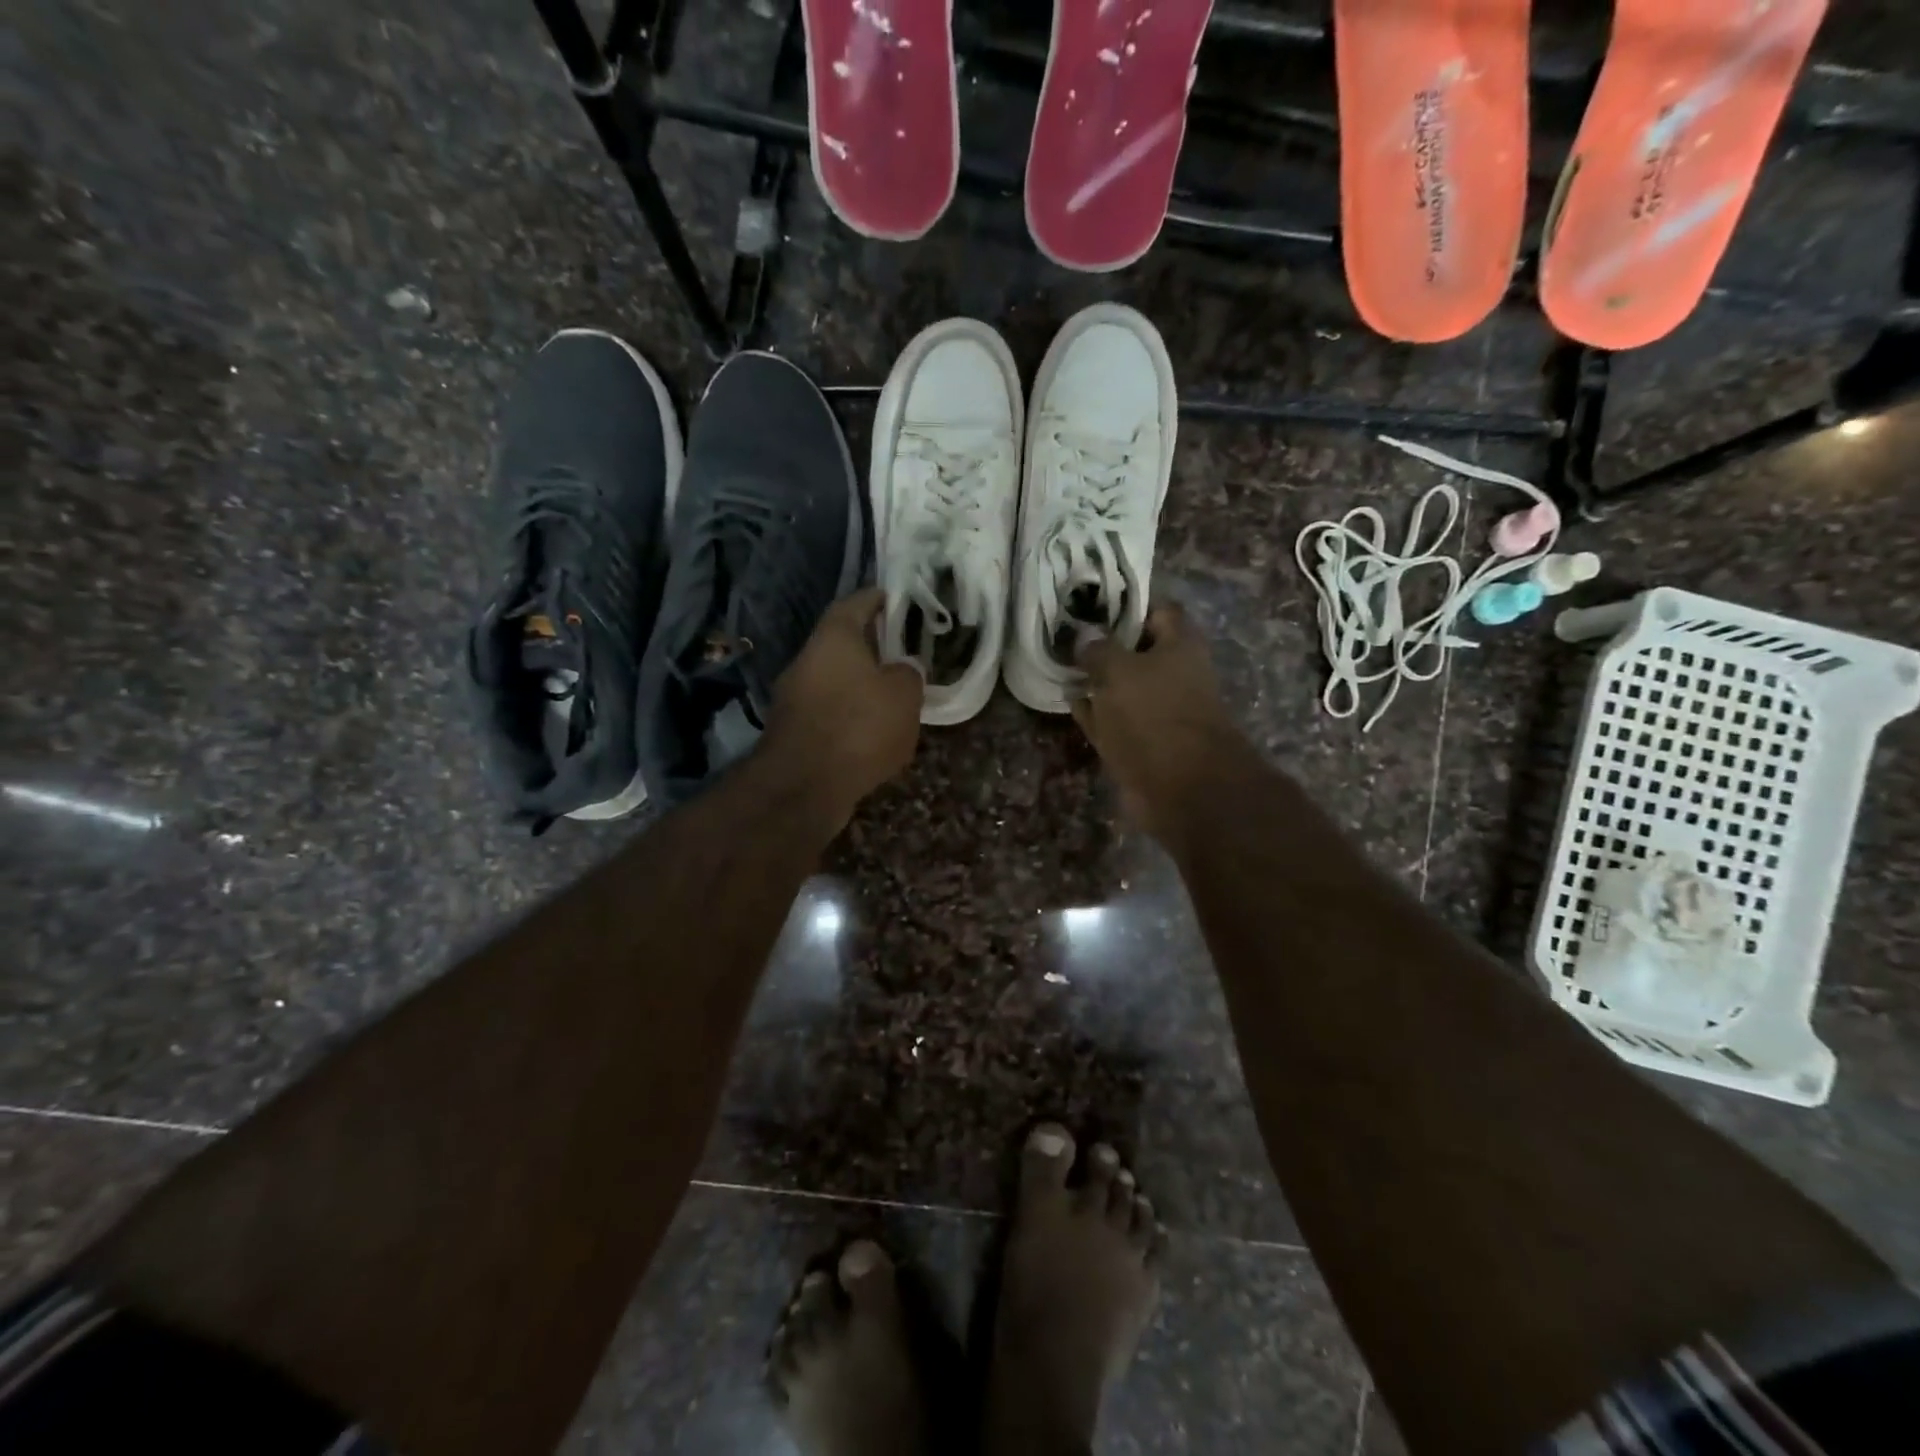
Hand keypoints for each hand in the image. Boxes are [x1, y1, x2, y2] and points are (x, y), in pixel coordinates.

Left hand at [763, 587, 923, 826]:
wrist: (803, 788)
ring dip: (860, 685)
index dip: (876, 599)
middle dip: (871, 647)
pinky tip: (872, 732)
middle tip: (902, 652)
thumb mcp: (903, 696)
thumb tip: (903, 668)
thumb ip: (908, 674)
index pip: (854, 603)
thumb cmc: (858, 727)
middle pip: (841, 643)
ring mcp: (794, 698)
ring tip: (893, 696)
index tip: (895, 599)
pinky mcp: (793, 732)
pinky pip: (828, 712)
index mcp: (833, 639)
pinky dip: (849, 716)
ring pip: (834, 680)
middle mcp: (807, 661)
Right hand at [1072, 601, 1245, 844]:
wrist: (1182, 789)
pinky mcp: (1143, 741)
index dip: (1124, 604)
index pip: (1155, 609)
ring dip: (1095, 679)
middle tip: (1066, 634)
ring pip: (1122, 685)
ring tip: (1060, 665)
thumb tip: (1083, 637)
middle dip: (1104, 643)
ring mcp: (1157, 709)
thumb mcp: (1118, 671)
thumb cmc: (1154, 716)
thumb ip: (1097, 649)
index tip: (1089, 604)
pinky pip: (1114, 718)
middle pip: (1136, 649)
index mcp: (1179, 645)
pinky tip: (1069, 701)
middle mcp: (1173, 672)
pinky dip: (1094, 711)